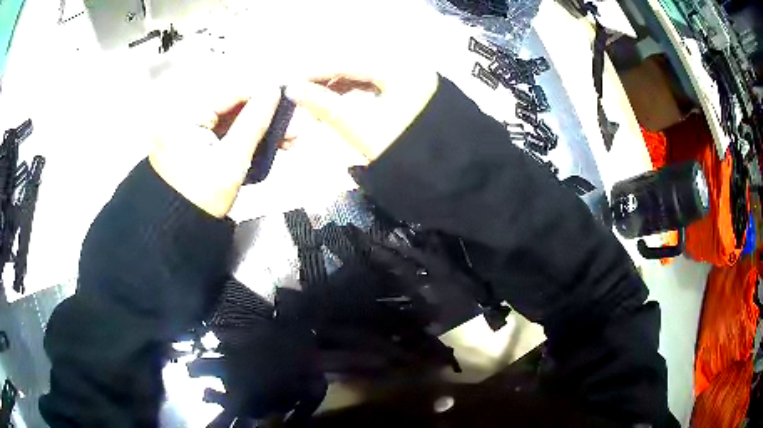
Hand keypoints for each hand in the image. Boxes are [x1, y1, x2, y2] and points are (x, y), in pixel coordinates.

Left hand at [149, 85, 280, 217]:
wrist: (179, 232)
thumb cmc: (200, 202)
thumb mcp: (231, 161)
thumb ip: (253, 122)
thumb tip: (273, 91)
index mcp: (183, 117)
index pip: (230, 93)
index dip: (262, 94)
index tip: (288, 99)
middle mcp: (181, 117)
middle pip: (231, 106)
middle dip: (264, 116)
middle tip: (291, 126)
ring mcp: (185, 130)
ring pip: (229, 120)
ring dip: (257, 128)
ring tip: (285, 140)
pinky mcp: (191, 142)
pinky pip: (221, 132)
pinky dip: (242, 137)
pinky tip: (265, 144)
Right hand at [285, 68, 438, 160]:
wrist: (451, 178)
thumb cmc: (407, 153)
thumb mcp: (363, 129)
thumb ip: (327, 106)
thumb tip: (293, 89)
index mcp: (400, 69)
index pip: (349, 61)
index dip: (317, 70)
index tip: (292, 81)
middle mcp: (408, 67)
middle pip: (357, 66)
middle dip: (328, 80)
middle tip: (302, 94)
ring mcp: (413, 80)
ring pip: (367, 77)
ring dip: (340, 87)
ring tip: (317, 103)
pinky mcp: (414, 95)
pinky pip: (377, 87)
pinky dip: (356, 95)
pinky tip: (340, 105)